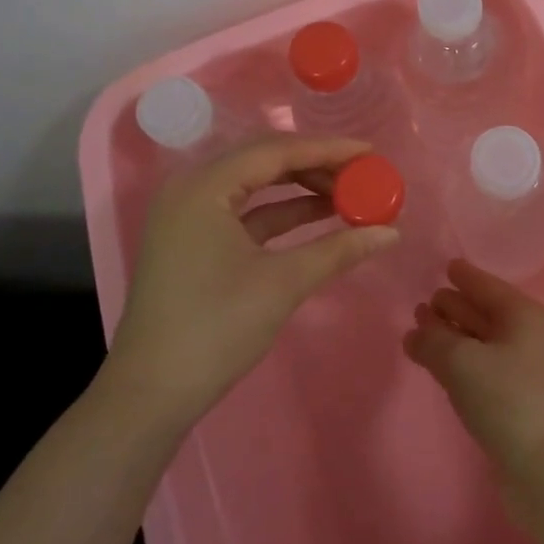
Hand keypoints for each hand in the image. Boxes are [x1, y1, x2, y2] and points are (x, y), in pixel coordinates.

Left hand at [110, 133, 398, 431]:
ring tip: (349, 195)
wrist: (152, 394)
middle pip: (264, 161)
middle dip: (316, 166)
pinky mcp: (195, 242)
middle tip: (361, 174)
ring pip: (256, 187)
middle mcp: (191, 189)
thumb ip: (339, 249)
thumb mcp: (283, 283)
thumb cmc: (216, 328)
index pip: (275, 151)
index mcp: (203, 187)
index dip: (326, 149)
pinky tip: (321, 218)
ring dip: (302, 190)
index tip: (370, 151)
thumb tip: (391, 232)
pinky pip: (246, 213)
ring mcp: (189, 216)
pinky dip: (283, 214)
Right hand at [404, 260, 543, 477]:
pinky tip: (437, 365)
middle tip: (422, 303)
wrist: (543, 468)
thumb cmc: (505, 399)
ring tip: (420, 330)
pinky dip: (459, 360)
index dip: (465, 276)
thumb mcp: (461, 362)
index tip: (446, 266)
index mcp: (523, 315)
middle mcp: (527, 335)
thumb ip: (433, 340)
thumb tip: (415, 333)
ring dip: (453, 334)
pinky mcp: (515, 398)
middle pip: (484, 311)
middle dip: (454, 306)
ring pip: (481, 340)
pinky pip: (481, 366)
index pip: (487, 286)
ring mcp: (523, 369)